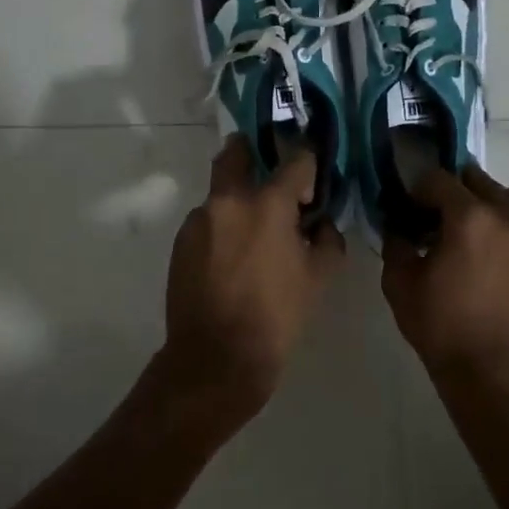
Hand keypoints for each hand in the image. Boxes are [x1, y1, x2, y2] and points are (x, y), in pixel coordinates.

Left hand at [161, 137, 344, 418]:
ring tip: (254, 233)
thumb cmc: (277, 316)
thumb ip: (327, 239)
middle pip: (237, 151)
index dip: (308, 165)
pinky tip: (232, 257)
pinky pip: (207, 220)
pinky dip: (223, 226)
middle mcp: (228, 200)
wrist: (217, 358)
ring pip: (220, 191)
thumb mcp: (318, 278)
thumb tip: (321, 222)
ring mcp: (199, 219)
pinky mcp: (181, 241)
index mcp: (267, 204)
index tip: (312, 184)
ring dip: (238, 199)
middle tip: (271, 172)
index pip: (296, 160)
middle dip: (254, 151)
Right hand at [381, 166, 508, 391]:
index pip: (438, 179)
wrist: (498, 379)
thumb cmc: (443, 330)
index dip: (418, 189)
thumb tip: (398, 224)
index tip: (409, 207)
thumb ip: (396, 243)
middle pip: (478, 181)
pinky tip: (498, 257)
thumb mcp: (401, 285)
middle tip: (439, 219)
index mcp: (469, 217)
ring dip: (491, 203)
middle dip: (454, 193)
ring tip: (477, 231)